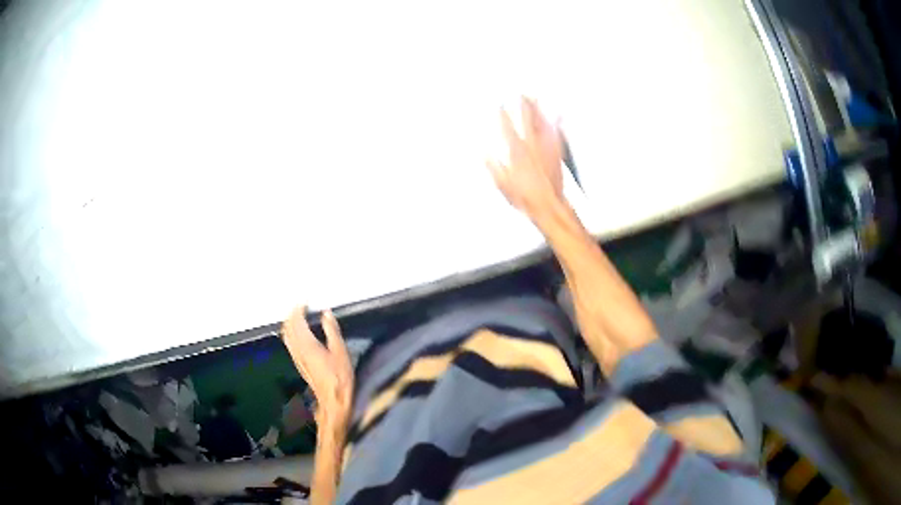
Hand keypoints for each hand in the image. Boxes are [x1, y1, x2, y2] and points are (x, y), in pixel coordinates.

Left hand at [282, 307, 353, 430]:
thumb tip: (326, 314)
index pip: (296, 322)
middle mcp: (298, 350)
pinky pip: (290, 343)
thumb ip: (332, 331)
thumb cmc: (340, 377)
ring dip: (290, 323)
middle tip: (299, 306)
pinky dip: (291, 333)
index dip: (298, 309)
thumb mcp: (341, 352)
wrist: (333, 400)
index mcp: (307, 344)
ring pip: (287, 335)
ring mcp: (296, 358)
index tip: (304, 302)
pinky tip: (298, 333)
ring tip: (297, 316)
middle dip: (291, 315)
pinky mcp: (299, 363)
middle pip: (288, 327)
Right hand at [487, 96, 564, 218]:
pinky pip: (555, 132)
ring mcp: (546, 147)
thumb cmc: (525, 197)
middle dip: (522, 104)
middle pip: (526, 118)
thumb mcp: (502, 184)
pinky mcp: (556, 152)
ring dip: (537, 108)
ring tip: (534, 97)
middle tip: (520, 93)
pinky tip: (555, 114)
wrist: (548, 205)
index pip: (507, 126)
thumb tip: (483, 152)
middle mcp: (531, 145)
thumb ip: (492, 165)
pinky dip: (554, 121)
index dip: (502, 113)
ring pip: (541, 122)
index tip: (499, 104)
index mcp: (516, 151)